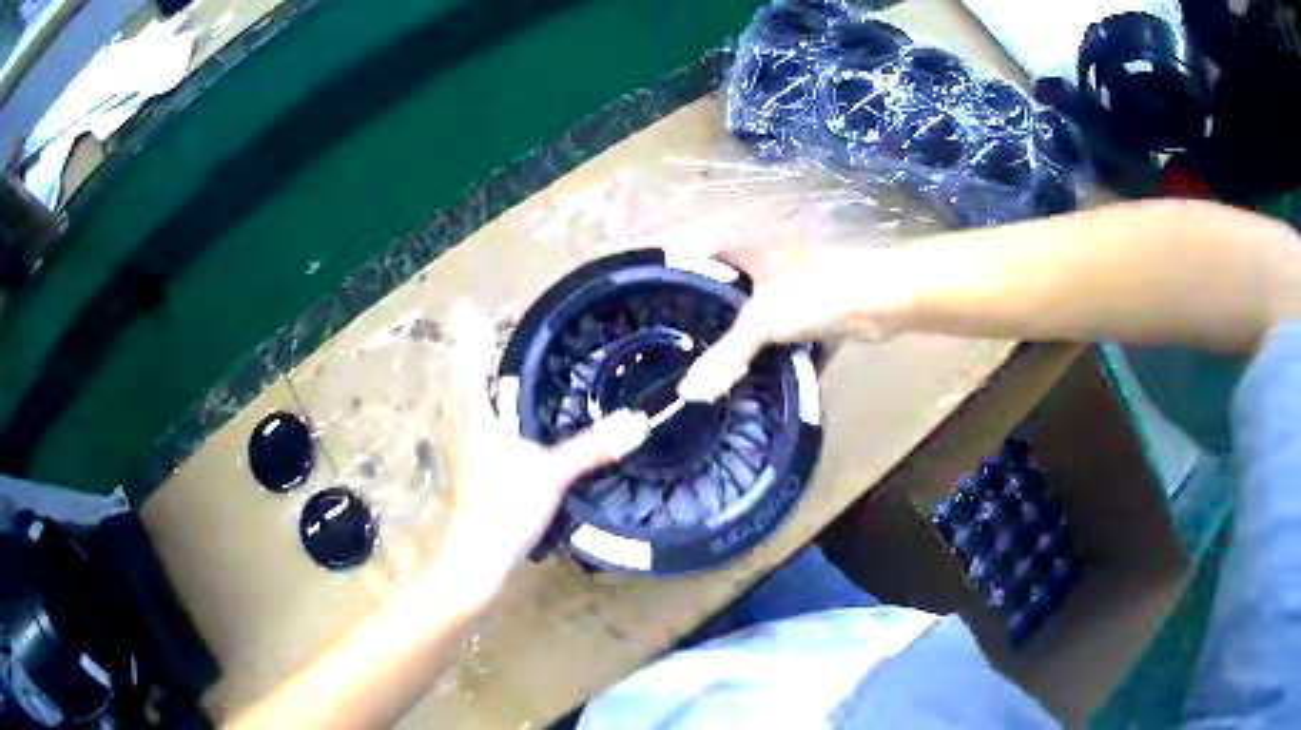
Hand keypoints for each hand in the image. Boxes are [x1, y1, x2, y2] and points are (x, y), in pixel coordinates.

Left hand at [435, 303, 648, 594]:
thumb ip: (592, 447)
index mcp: (484, 420)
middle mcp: (479, 430)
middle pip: (479, 382)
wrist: (479, 559)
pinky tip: (540, 420)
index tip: (466, 305)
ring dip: (503, 381)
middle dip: (486, 351)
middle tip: (510, 323)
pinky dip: (518, 414)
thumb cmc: (503, 508)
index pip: (471, 367)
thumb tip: (637, 421)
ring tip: (531, 361)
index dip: (468, 336)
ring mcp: (484, 454)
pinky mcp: (494, 475)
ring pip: (492, 407)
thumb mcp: (550, 474)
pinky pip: (506, 431)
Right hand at [670, 215, 915, 401]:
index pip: (687, 249)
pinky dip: (761, 350)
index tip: (639, 305)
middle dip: (693, 312)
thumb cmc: (817, 290)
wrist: (884, 300)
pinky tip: (740, 375)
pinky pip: (772, 331)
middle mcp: (757, 256)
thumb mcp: (763, 320)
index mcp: (740, 240)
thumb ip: (725, 356)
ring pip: (744, 310)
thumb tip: (688, 394)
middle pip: (714, 284)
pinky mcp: (805, 309)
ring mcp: (782, 283)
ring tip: (693, 364)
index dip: (662, 272)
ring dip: (728, 336)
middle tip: (663, 344)